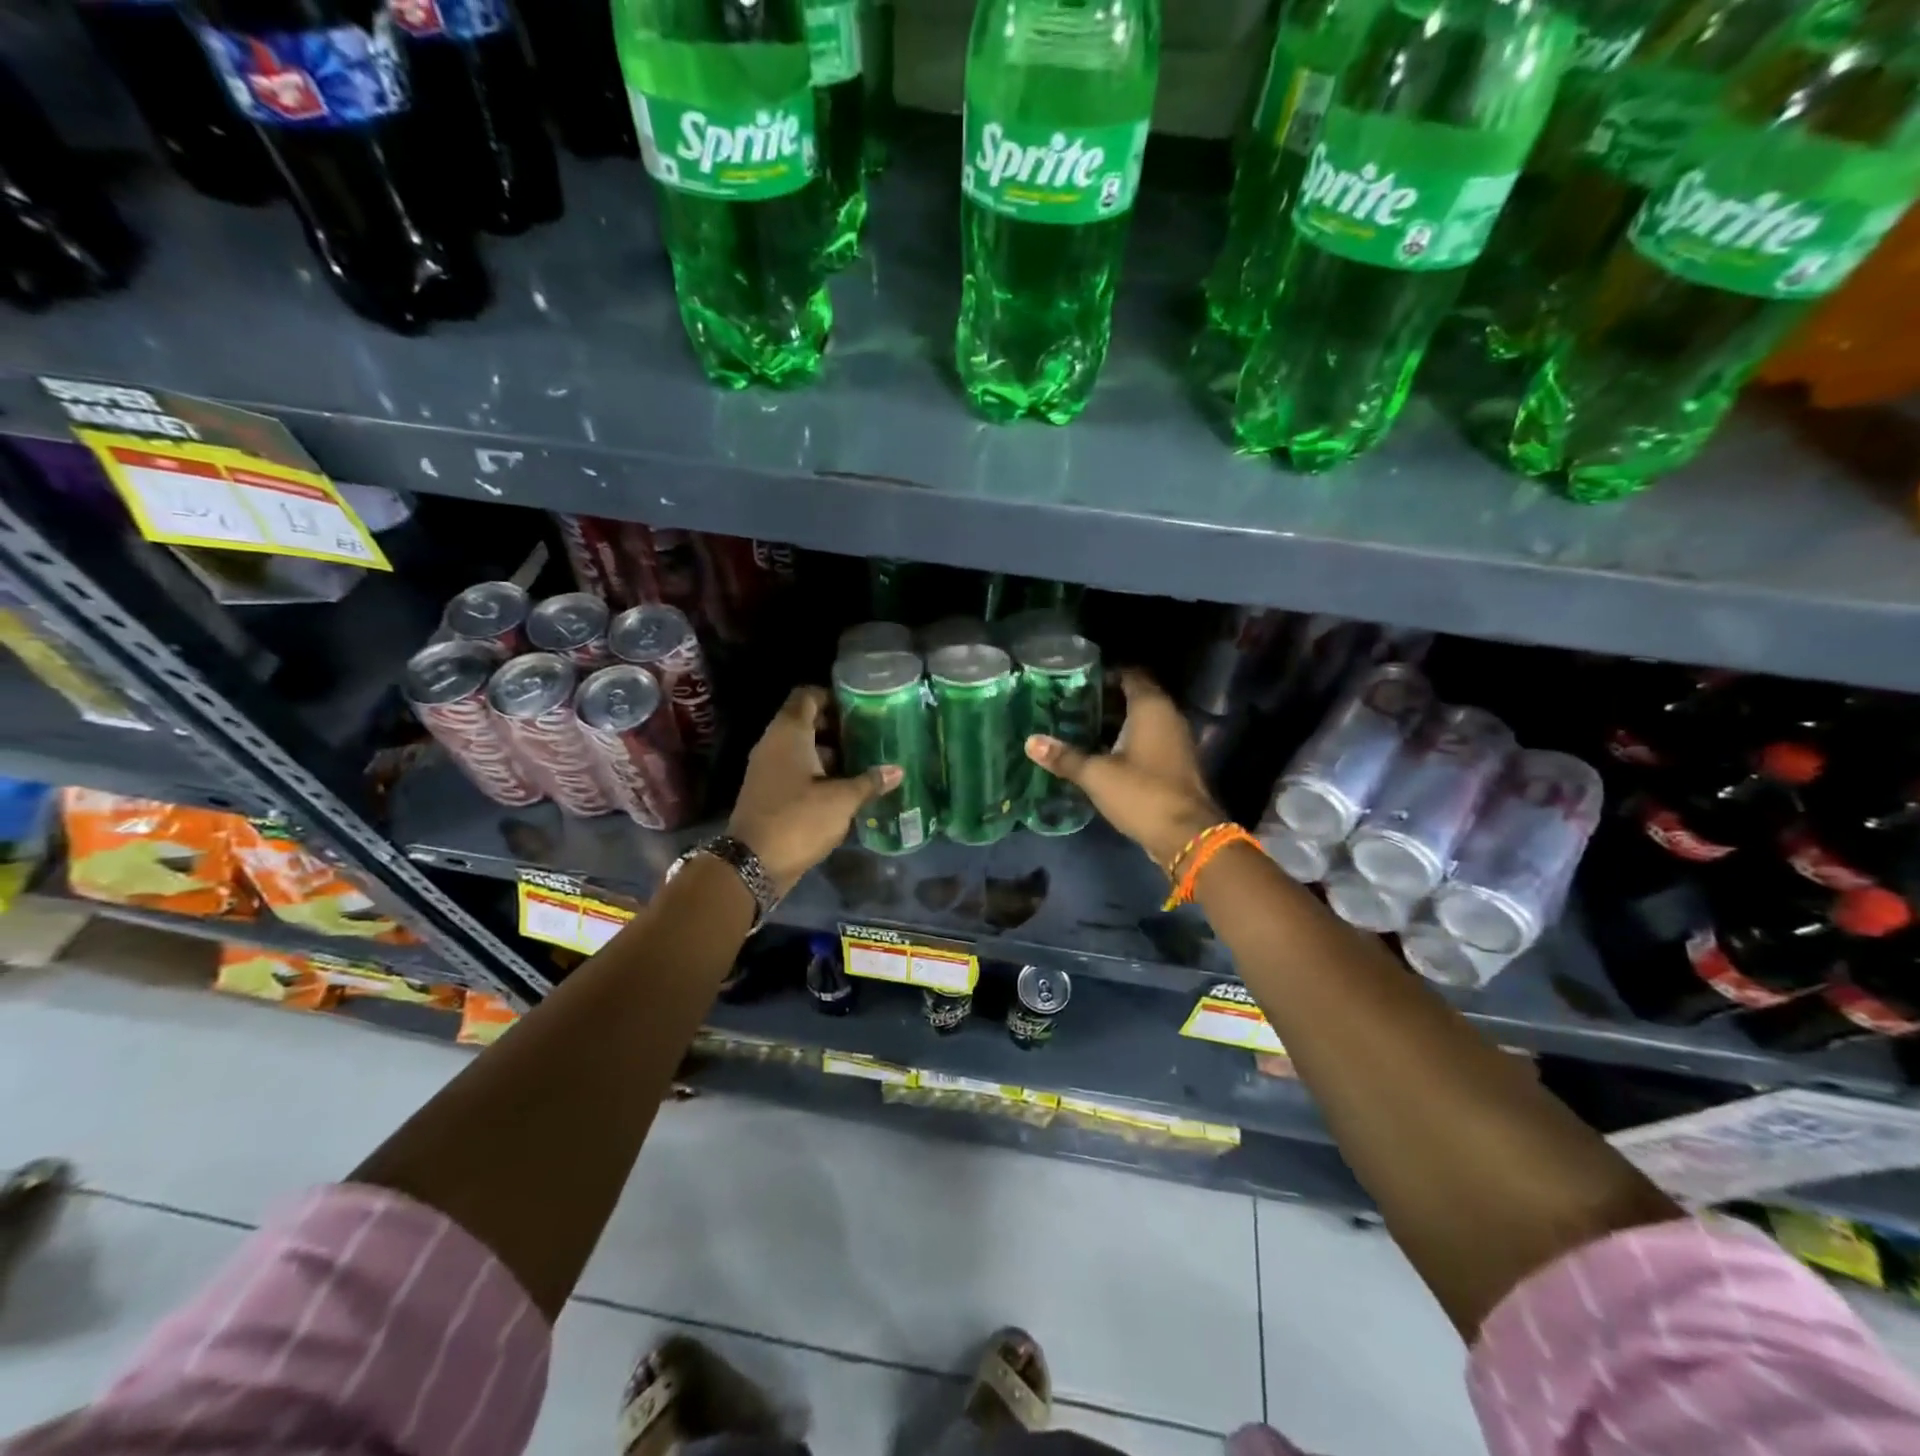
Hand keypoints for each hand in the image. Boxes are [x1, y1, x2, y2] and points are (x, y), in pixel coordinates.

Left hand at [729, 686, 900, 895]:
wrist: (753, 864)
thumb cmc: (798, 820)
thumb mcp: (841, 801)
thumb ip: (869, 782)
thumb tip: (897, 770)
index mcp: (788, 733)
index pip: (807, 696)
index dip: (833, 696)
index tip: (860, 707)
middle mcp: (774, 744)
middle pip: (806, 721)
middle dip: (837, 726)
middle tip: (869, 735)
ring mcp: (768, 768)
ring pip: (802, 748)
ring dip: (830, 752)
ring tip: (864, 760)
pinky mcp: (769, 791)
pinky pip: (796, 769)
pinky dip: (819, 772)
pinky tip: (845, 786)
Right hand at [1024, 668, 1223, 869]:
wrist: (1187, 836)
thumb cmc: (1141, 793)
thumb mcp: (1096, 775)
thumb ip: (1064, 757)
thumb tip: (1031, 742)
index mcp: (1151, 707)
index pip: (1130, 674)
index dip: (1105, 674)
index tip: (1077, 681)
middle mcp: (1168, 716)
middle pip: (1136, 696)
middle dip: (1106, 699)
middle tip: (1072, 704)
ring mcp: (1176, 740)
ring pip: (1143, 720)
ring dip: (1116, 722)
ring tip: (1081, 726)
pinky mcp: (1175, 763)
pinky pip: (1149, 740)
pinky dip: (1128, 740)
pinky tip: (1103, 752)